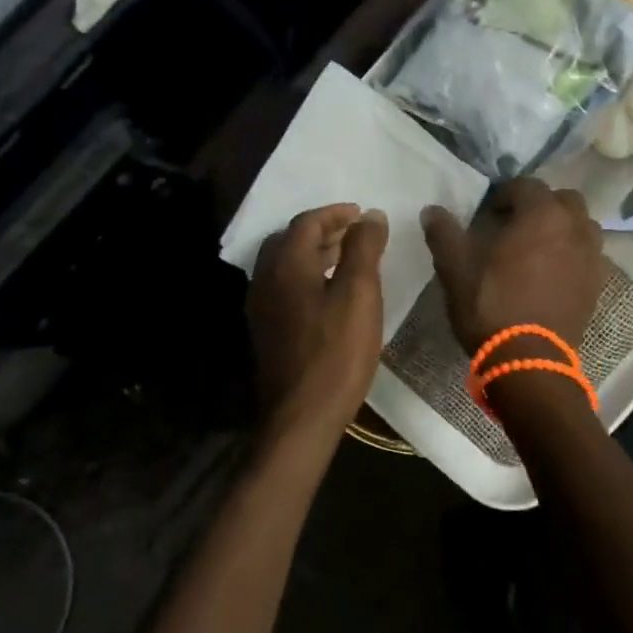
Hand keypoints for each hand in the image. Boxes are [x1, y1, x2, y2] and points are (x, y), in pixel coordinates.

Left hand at [247, 204, 388, 443]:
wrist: (301, 418)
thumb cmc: (336, 352)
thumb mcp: (360, 294)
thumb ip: (364, 248)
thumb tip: (370, 215)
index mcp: (285, 265)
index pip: (307, 222)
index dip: (336, 214)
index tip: (362, 215)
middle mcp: (265, 279)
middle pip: (291, 240)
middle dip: (323, 230)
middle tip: (354, 234)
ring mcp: (261, 307)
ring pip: (285, 264)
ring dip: (314, 253)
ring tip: (347, 258)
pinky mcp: (266, 330)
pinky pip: (284, 286)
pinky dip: (307, 275)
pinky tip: (330, 293)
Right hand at [421, 178, 607, 363]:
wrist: (528, 361)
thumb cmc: (491, 305)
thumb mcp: (456, 267)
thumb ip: (444, 233)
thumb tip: (431, 210)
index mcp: (542, 214)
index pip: (526, 185)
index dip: (505, 194)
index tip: (488, 213)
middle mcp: (574, 228)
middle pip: (563, 200)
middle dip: (541, 205)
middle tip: (516, 225)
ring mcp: (590, 257)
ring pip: (582, 226)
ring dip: (563, 227)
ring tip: (538, 247)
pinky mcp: (596, 285)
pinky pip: (588, 255)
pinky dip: (573, 254)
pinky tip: (551, 273)